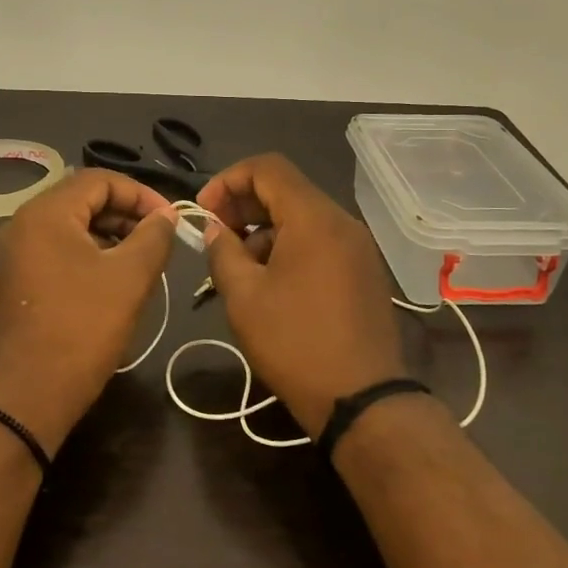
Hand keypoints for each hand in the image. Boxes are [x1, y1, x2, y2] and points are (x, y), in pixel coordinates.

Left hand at [0, 169, 177, 449]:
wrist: (33, 392)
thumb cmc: (84, 327)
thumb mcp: (131, 277)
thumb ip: (154, 236)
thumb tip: (166, 216)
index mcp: (46, 213)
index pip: (100, 180)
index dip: (140, 194)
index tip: (170, 219)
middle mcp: (23, 223)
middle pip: (82, 199)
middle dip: (126, 213)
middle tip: (159, 238)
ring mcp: (15, 253)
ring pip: (70, 225)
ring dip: (109, 233)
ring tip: (142, 258)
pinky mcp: (16, 278)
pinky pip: (57, 248)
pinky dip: (88, 252)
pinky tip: (113, 277)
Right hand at [197, 153, 405, 436]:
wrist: (361, 399)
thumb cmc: (295, 343)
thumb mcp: (244, 297)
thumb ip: (223, 251)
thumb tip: (214, 228)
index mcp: (314, 218)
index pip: (267, 167)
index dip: (228, 180)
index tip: (204, 211)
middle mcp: (342, 222)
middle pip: (286, 189)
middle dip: (244, 205)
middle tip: (215, 236)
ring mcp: (358, 247)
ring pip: (303, 216)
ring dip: (264, 229)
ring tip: (238, 267)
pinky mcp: (363, 270)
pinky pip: (320, 240)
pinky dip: (289, 246)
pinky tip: (270, 282)